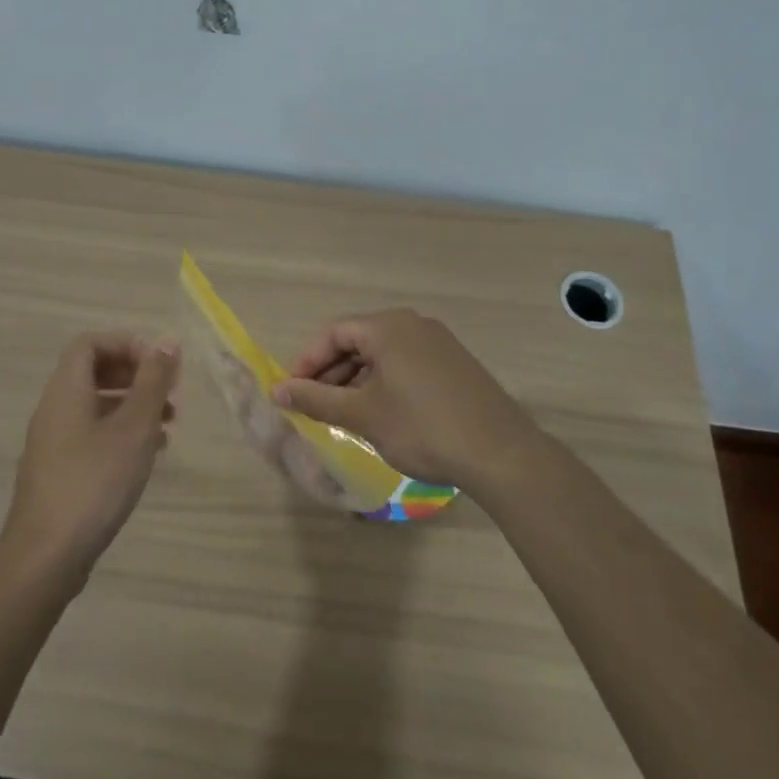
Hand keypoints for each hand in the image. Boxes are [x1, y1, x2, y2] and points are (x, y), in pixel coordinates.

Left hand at [0, 332, 181, 587]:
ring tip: (169, 426)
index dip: (127, 345)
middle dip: (136, 376)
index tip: (160, 365)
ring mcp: (54, 442)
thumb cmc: (94, 483)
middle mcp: (55, 409)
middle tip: (170, 394)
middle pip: (95, 372)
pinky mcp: (59, 471)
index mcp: (67, 390)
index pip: (91, 343)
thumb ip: (152, 381)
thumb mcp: (133, 428)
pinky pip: (93, 435)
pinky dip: (122, 434)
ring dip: (134, 407)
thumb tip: (168, 340)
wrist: (46, 557)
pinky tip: (148, 456)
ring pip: (97, 406)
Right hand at [272, 309, 536, 492]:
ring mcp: (438, 343)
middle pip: (357, 341)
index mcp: (388, 327)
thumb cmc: (422, 428)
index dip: (306, 362)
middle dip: (330, 372)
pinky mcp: (454, 364)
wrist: (500, 453)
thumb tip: (277, 390)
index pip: (333, 333)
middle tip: (312, 405)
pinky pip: (405, 364)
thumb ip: (316, 399)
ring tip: (341, 414)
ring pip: (382, 355)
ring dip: (355, 380)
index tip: (290, 392)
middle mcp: (413, 325)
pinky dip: (383, 383)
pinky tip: (378, 413)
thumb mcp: (362, 415)